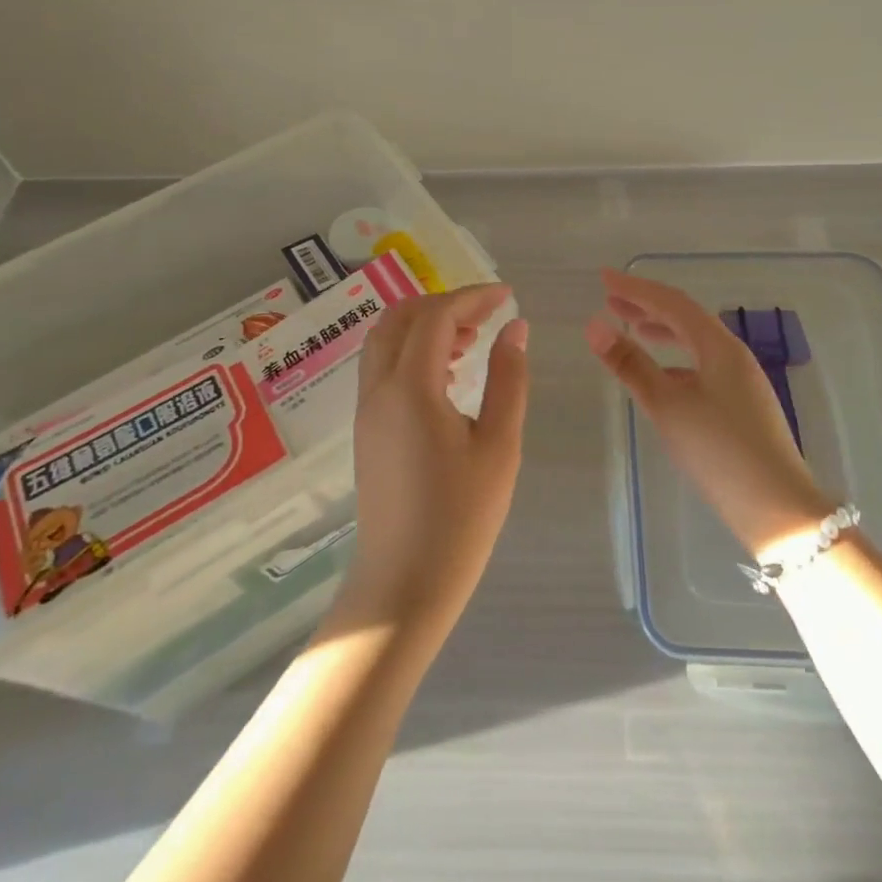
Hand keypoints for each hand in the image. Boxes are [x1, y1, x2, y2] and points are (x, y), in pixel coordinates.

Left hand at [333, 284, 528, 640]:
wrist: (404, 584)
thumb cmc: (461, 518)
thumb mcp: (499, 446)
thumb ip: (508, 379)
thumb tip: (515, 328)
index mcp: (410, 387)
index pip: (437, 316)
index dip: (473, 298)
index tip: (507, 296)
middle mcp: (378, 388)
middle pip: (401, 317)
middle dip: (445, 304)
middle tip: (488, 316)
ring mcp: (366, 409)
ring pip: (386, 340)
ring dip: (425, 326)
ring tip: (472, 342)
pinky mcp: (366, 428)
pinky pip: (383, 366)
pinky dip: (412, 350)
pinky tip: (448, 373)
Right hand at [585, 268, 835, 559]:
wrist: (778, 508)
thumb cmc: (720, 451)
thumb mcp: (667, 406)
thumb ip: (631, 364)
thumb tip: (594, 325)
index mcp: (719, 347)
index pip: (672, 303)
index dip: (636, 288)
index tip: (604, 278)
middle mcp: (732, 355)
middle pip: (685, 318)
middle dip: (646, 306)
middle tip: (610, 299)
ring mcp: (740, 381)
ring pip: (695, 342)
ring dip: (661, 330)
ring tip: (631, 328)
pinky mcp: (740, 405)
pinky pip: (701, 365)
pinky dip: (674, 359)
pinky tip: (660, 375)